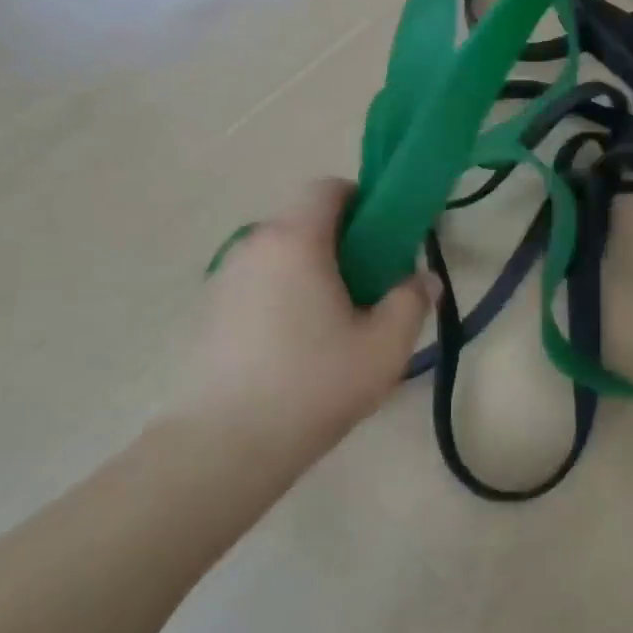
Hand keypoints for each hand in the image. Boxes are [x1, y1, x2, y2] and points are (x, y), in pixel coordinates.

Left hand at [185, 179, 434, 445]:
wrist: (225, 445)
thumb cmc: (314, 383)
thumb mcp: (384, 346)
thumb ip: (412, 302)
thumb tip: (424, 279)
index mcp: (296, 239)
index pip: (327, 187)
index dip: (361, 201)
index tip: (382, 239)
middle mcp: (254, 244)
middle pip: (304, 220)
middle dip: (339, 242)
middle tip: (366, 287)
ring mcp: (224, 277)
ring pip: (279, 254)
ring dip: (308, 271)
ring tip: (329, 323)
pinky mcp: (208, 310)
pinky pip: (256, 283)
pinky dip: (280, 295)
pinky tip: (291, 346)